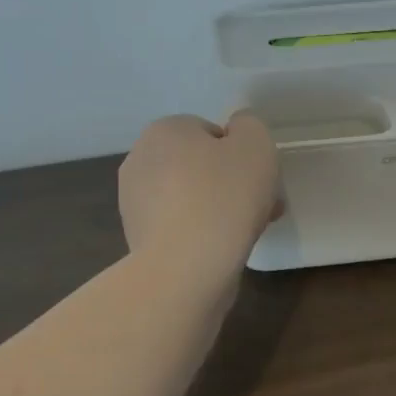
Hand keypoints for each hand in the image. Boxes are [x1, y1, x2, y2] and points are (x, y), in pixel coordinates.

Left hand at [118, 113, 279, 280]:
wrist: (185, 268)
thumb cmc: (223, 197)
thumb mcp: (255, 144)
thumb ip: (249, 126)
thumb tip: (236, 131)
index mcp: (163, 131)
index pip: (211, 133)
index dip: (241, 155)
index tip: (260, 179)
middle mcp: (140, 160)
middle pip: (199, 166)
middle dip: (231, 184)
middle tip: (261, 207)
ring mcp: (134, 202)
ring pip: (190, 198)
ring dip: (217, 209)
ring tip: (246, 232)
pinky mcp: (138, 239)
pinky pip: (180, 226)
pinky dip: (200, 233)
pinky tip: (220, 250)